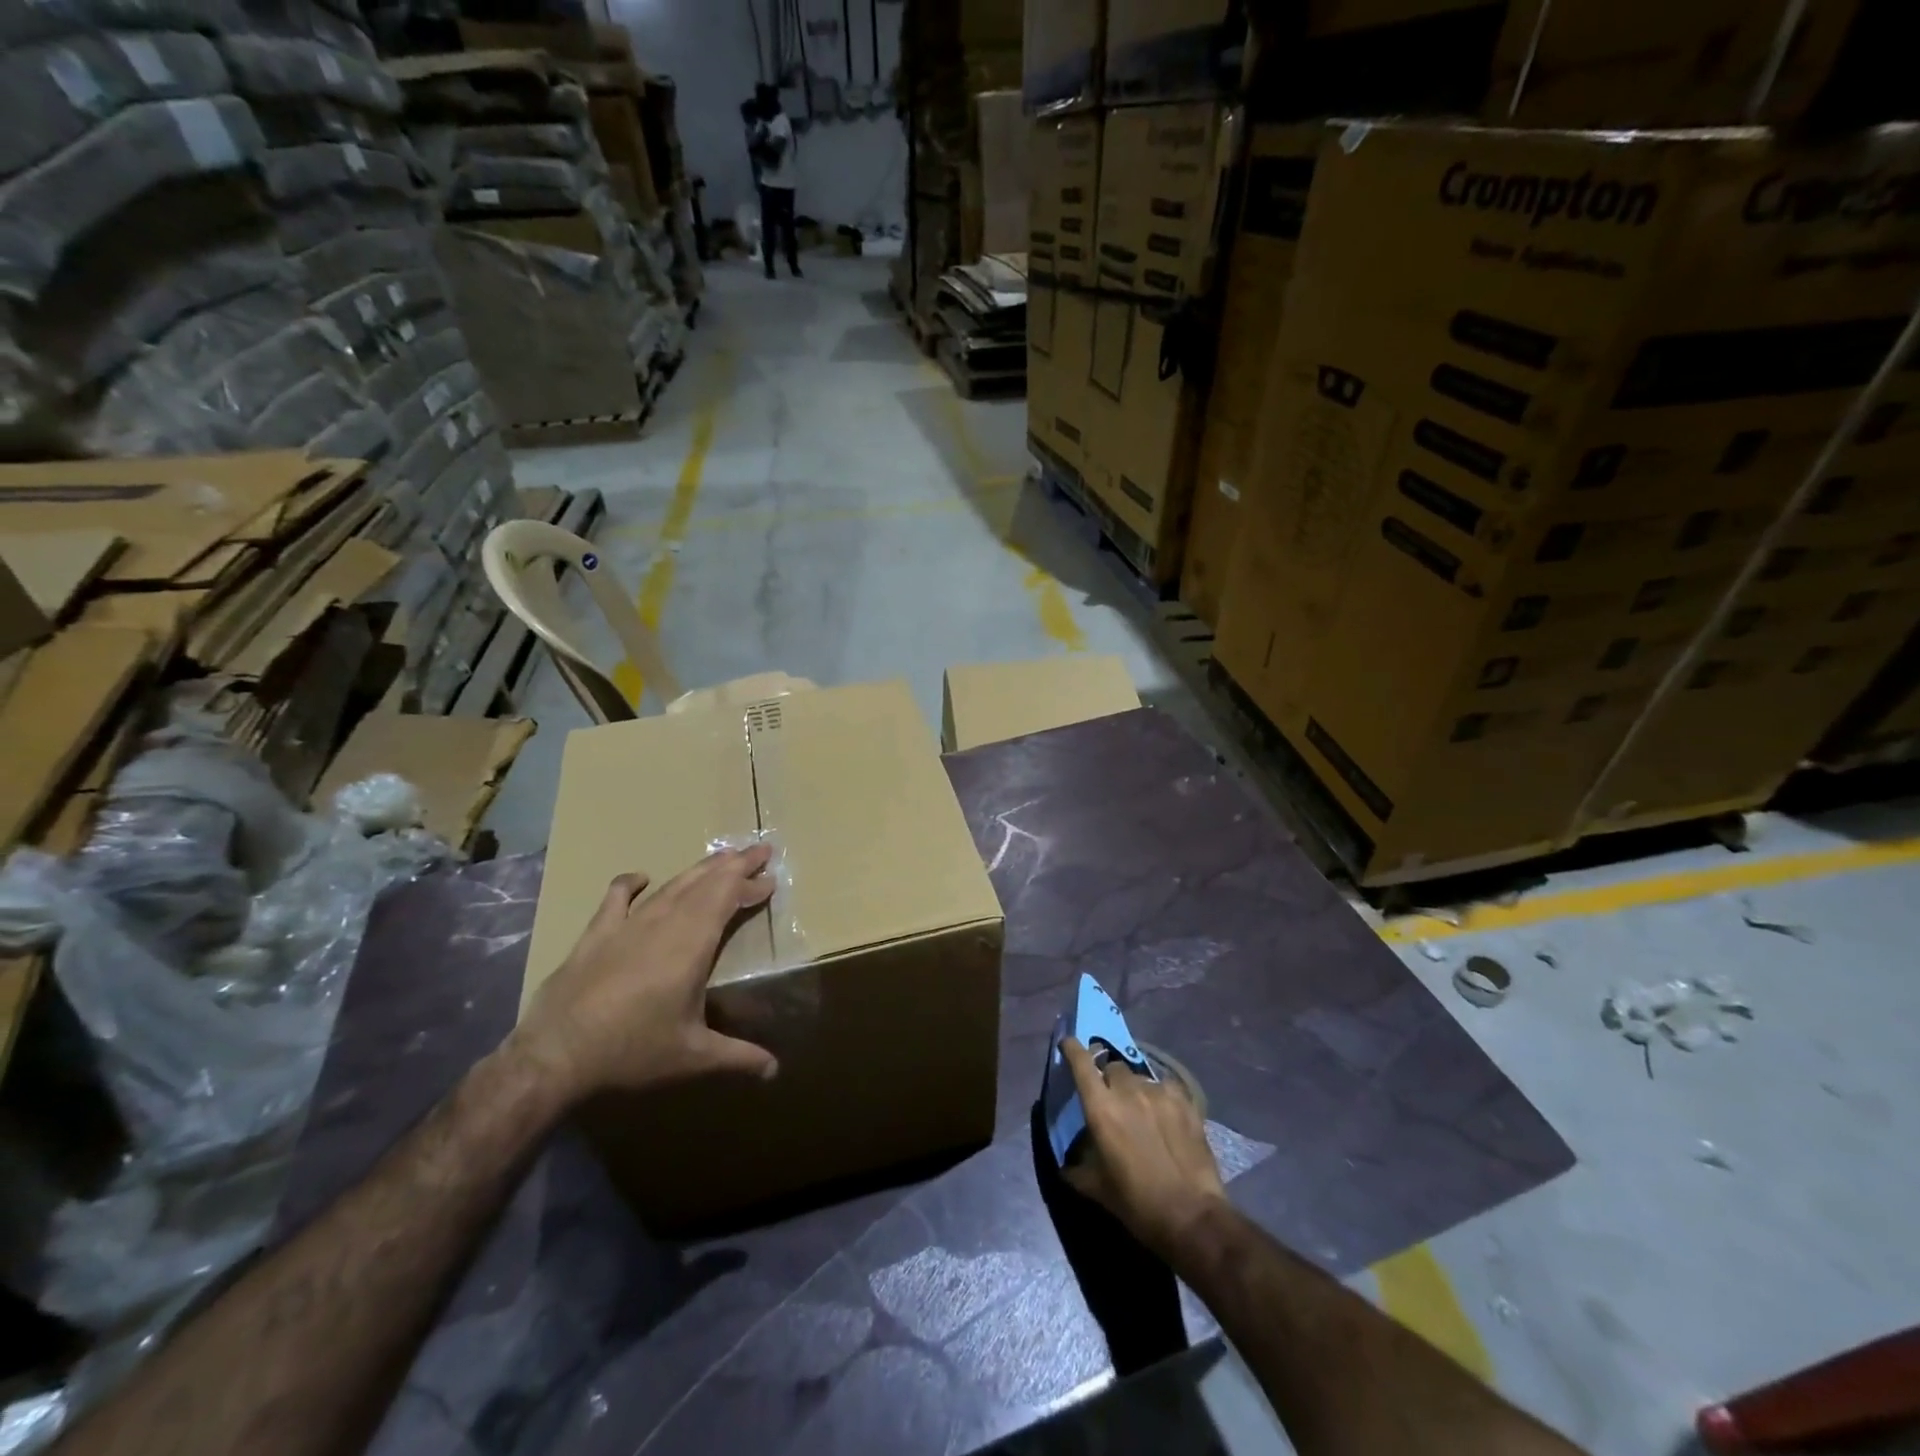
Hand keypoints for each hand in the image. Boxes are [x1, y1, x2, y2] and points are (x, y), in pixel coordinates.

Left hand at [513, 846, 779, 1102]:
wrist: (555, 1057)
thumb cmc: (633, 1051)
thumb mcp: (693, 1057)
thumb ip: (738, 1057)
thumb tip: (775, 1070)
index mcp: (692, 944)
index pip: (728, 899)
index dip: (750, 885)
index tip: (771, 877)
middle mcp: (664, 924)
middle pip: (705, 883)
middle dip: (735, 864)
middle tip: (759, 849)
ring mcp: (627, 926)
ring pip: (671, 886)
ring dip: (699, 870)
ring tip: (720, 858)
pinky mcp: (596, 935)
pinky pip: (615, 899)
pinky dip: (629, 883)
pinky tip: (640, 876)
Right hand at [1060, 1037, 1228, 1260]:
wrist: (1191, 1216)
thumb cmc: (1136, 1203)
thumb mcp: (1096, 1189)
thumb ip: (1076, 1169)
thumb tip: (1065, 1164)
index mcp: (1101, 1108)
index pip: (1081, 1063)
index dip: (1072, 1049)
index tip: (1068, 1044)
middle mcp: (1128, 1091)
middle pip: (1112, 1067)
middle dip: (1108, 1079)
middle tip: (1112, 1100)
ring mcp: (1159, 1093)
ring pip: (1140, 1077)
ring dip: (1135, 1089)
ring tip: (1142, 1112)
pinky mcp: (1185, 1102)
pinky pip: (1166, 1087)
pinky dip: (1160, 1096)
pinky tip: (1165, 1114)